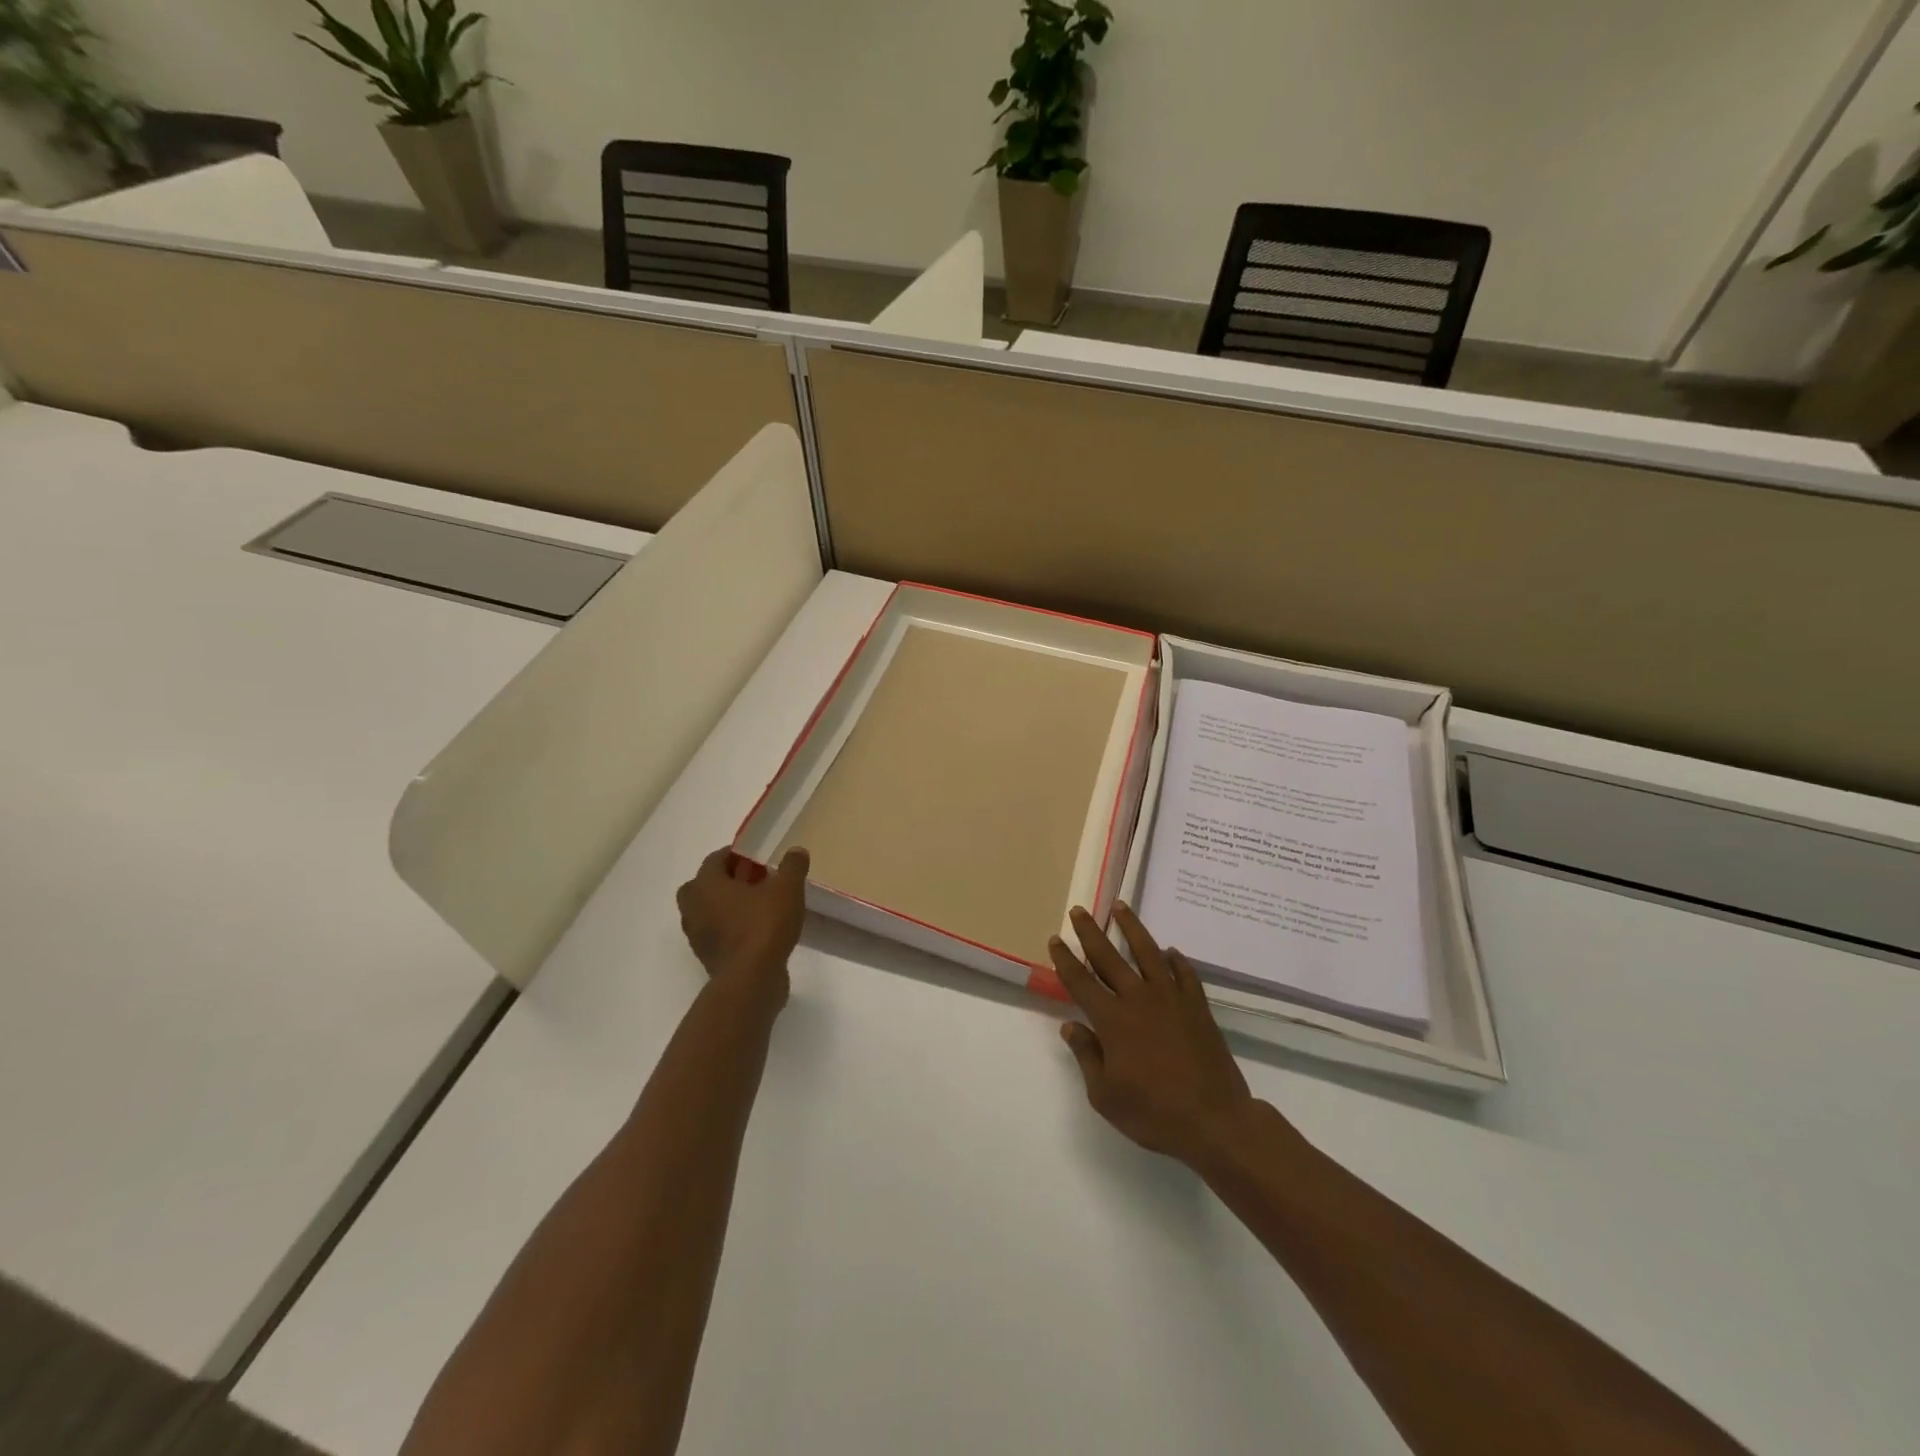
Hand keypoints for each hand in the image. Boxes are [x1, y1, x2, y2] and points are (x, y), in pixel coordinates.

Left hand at [676, 846, 809, 1004]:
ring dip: (728, 905)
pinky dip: (731, 928)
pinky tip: (757, 930)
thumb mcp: (788, 889)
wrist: (751, 980)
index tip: (759, 858)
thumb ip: (792, 866)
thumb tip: (796, 851)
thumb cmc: (764, 925)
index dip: (738, 855)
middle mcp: (693, 907)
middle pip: (705, 885)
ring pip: (709, 911)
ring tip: (759, 906)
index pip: (716, 859)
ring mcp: (697, 935)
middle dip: (727, 880)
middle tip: (754, 881)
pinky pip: (717, 933)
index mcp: (706, 884)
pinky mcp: (707, 957)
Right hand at [1050, 903, 1257, 1166]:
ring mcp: (1171, 999)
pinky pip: (1184, 973)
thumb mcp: (1105, 1096)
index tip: (1055, 939)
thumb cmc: (1154, 1114)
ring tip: (1120, 907)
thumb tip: (1071, 1026)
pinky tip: (1169, 951)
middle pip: (1109, 957)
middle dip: (1090, 932)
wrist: (1215, 1120)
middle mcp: (1138, 999)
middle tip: (1079, 910)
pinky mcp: (1197, 1006)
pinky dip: (1175, 960)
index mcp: (1112, 1020)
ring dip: (1131, 927)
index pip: (1081, 981)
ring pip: (1147, 952)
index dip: (1065, 959)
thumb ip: (1086, 1056)